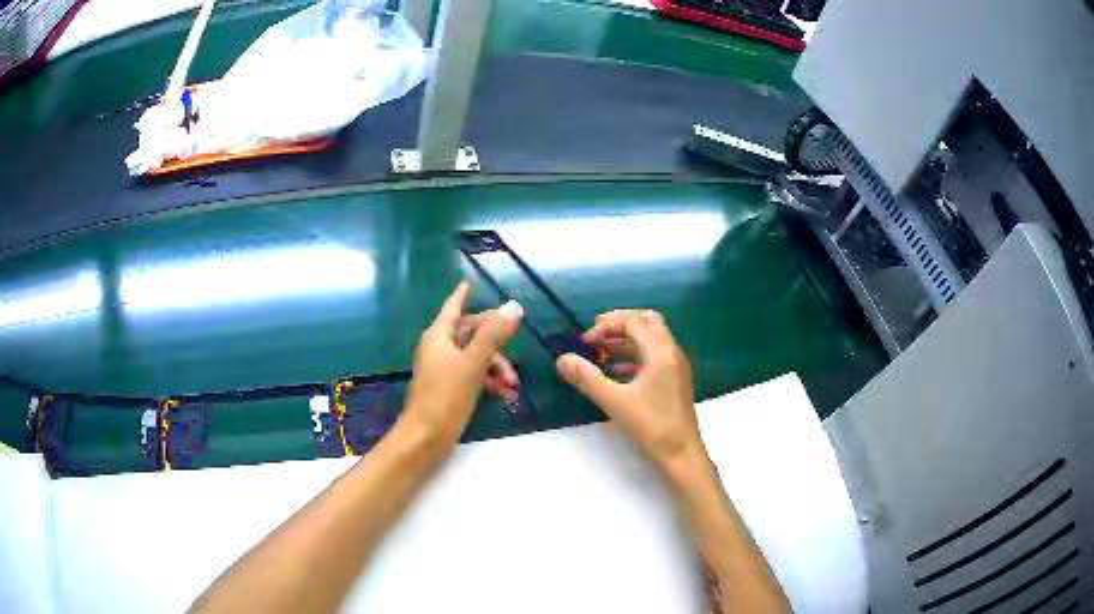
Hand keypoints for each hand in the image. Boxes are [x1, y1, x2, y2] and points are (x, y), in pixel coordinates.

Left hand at [404, 282, 522, 444]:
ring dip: (496, 366)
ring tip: (514, 384)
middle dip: (495, 341)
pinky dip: (489, 381)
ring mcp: (443, 369)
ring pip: (475, 357)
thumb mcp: (473, 363)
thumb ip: (494, 334)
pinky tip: (506, 395)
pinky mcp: (448, 389)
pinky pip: (472, 375)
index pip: (453, 308)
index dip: (461, 295)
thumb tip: (514, 307)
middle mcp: (439, 349)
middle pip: (470, 333)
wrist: (426, 436)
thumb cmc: (446, 396)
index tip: (469, 283)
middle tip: (517, 340)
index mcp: (439, 336)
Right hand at [555, 310, 706, 476]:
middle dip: (620, 324)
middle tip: (597, 334)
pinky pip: (655, 356)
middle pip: (647, 322)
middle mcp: (672, 352)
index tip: (586, 343)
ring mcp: (676, 366)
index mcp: (660, 352)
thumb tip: (562, 359)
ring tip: (602, 352)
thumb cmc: (650, 426)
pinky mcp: (676, 380)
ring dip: (627, 340)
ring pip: (652, 339)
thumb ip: (586, 378)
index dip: (606, 326)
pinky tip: (618, 373)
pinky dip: (636, 356)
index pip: (633, 322)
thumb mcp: (614, 401)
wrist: (681, 453)